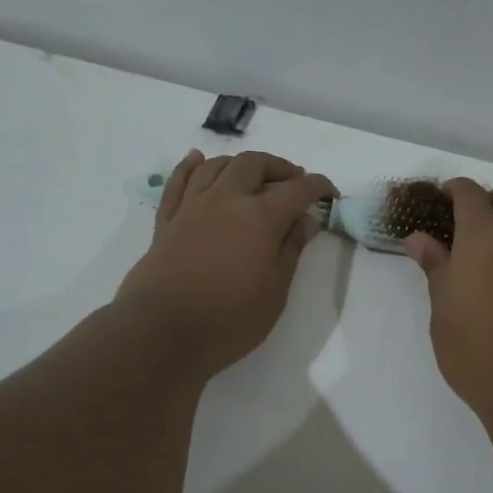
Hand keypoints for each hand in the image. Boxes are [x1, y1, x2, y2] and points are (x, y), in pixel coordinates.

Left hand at [114, 150, 337, 376]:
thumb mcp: (275, 290)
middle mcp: (226, 200)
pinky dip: (190, 166)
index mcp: (260, 217)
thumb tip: (306, 219)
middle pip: (254, 164)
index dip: (318, 187)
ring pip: (216, 166)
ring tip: (253, 176)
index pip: (297, 190)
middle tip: (293, 182)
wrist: (161, 332)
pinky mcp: (166, 221)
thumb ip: (291, 249)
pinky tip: (198, 160)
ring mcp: (192, 208)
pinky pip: (178, 182)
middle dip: (278, 167)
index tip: (330, 194)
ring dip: (239, 163)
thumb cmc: (229, 318)